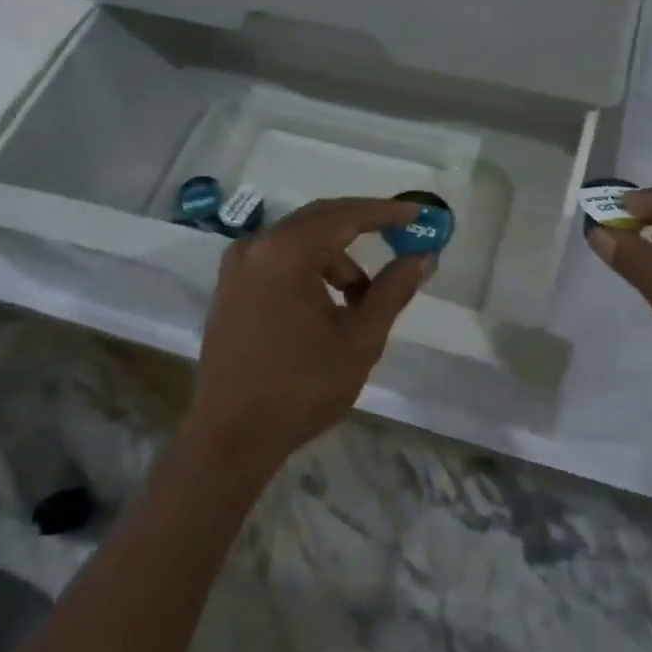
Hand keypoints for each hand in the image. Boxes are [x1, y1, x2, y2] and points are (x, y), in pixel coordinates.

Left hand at [187, 197, 431, 475]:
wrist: (230, 438)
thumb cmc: (301, 387)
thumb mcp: (360, 339)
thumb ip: (393, 290)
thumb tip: (423, 257)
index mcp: (286, 252)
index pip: (345, 216)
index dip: (385, 213)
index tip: (417, 214)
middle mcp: (256, 246)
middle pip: (319, 219)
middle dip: (362, 225)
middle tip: (400, 235)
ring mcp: (237, 266)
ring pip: (299, 241)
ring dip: (336, 257)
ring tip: (362, 298)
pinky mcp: (229, 288)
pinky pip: (278, 258)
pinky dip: (309, 267)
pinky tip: (327, 304)